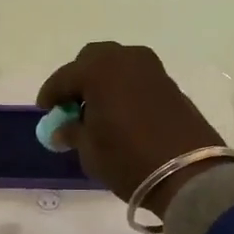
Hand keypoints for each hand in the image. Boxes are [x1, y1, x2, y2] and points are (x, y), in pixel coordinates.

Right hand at [36, 43, 227, 215]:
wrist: (189, 173)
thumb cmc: (129, 160)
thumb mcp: (90, 151)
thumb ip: (73, 132)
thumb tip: (64, 127)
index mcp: (99, 71)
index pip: (64, 77)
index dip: (51, 94)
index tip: (45, 109)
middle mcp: (125, 60)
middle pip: (93, 59)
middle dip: (79, 78)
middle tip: (72, 105)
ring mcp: (152, 70)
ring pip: (118, 65)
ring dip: (103, 81)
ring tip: (97, 110)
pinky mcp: (170, 84)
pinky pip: (136, 78)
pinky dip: (123, 88)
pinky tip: (120, 112)